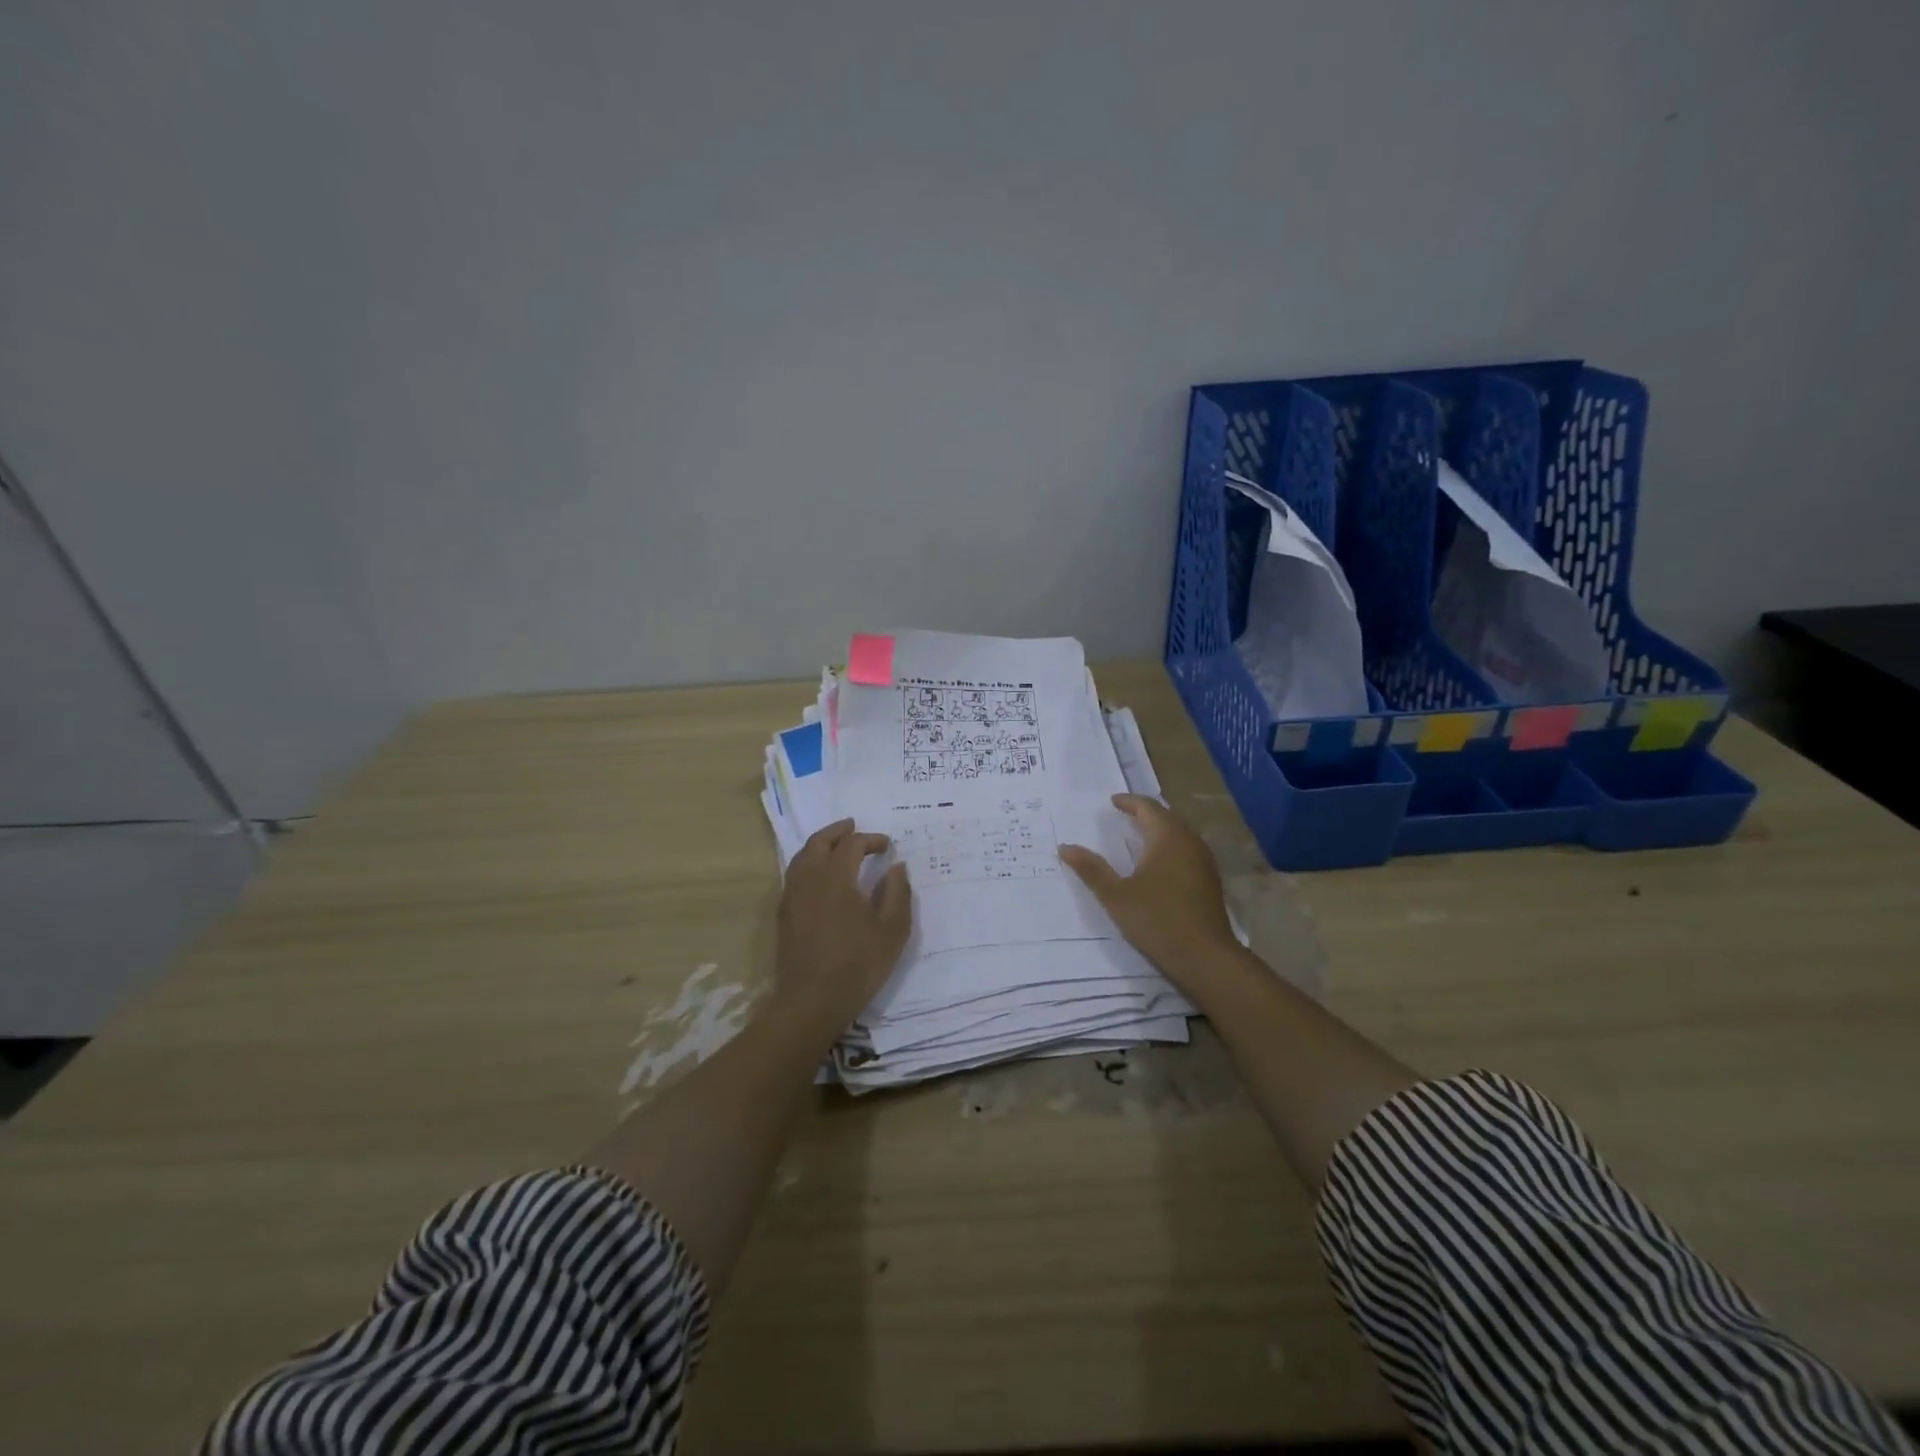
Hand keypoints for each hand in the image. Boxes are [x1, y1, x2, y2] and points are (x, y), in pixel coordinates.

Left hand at [775, 818, 911, 1034]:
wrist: (811, 1002)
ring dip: (820, 845)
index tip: (887, 845)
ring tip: (836, 845)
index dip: (871, 840)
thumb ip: (897, 893)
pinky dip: (809, 863)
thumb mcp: (892, 930)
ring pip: (802, 857)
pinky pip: (795, 874)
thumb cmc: (857, 965)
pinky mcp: (784, 914)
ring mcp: (792, 896)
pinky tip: (820, 876)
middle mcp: (809, 879)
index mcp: (836, 877)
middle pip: (819, 842)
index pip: (852, 845)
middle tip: (854, 826)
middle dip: (838, 831)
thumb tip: (896, 866)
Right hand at [1059, 794, 1236, 980]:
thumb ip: (1091, 869)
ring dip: (1159, 829)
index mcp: (1167, 837)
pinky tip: (1158, 863)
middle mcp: (1189, 842)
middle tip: (1123, 815)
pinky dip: (1169, 846)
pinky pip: (1187, 849)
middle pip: (1166, 817)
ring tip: (1137, 835)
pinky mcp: (1210, 879)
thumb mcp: (1116, 896)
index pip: (1148, 807)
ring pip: (1179, 833)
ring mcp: (1204, 860)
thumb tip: (1065, 847)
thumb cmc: (1157, 920)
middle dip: (1144, 813)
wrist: (1205, 957)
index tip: (1112, 801)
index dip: (1129, 802)